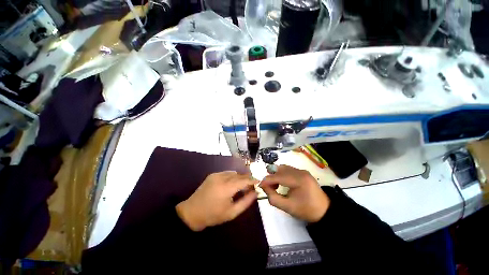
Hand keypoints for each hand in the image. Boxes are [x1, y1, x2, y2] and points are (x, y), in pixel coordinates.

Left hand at [176, 171, 257, 230]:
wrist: (192, 212)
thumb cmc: (213, 215)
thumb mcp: (232, 212)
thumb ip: (246, 202)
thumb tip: (255, 193)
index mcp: (227, 187)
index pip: (244, 180)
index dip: (253, 180)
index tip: (259, 182)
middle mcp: (222, 177)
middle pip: (240, 175)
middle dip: (247, 179)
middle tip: (251, 187)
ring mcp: (216, 174)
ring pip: (234, 173)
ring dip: (240, 178)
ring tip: (241, 187)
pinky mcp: (213, 174)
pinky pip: (227, 173)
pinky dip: (232, 177)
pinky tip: (231, 185)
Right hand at [260, 165, 329, 222]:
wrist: (324, 211)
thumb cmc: (306, 210)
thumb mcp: (288, 207)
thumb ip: (273, 197)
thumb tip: (264, 187)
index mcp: (299, 180)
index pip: (279, 176)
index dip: (267, 180)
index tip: (260, 185)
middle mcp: (301, 172)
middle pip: (280, 170)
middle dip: (271, 177)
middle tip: (268, 187)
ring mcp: (302, 170)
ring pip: (283, 168)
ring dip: (276, 174)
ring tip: (275, 185)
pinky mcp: (303, 172)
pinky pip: (288, 169)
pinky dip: (282, 174)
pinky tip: (282, 182)